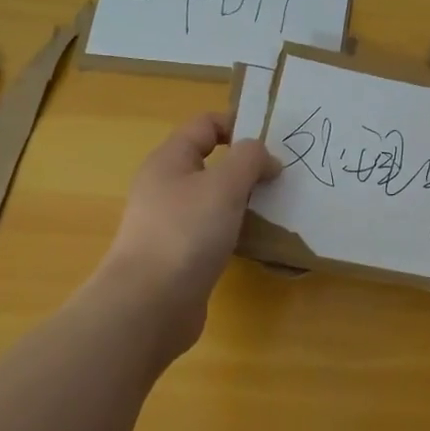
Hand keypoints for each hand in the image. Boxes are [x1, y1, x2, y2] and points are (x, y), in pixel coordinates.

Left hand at [94, 113, 279, 361]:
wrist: (148, 306)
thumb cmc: (186, 233)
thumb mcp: (225, 185)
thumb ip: (249, 159)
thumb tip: (265, 157)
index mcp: (169, 160)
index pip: (205, 124)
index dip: (239, 124)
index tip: (273, 143)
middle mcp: (166, 186)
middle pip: (211, 162)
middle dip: (247, 166)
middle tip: (281, 177)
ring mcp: (170, 223)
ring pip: (214, 198)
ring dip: (244, 199)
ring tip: (275, 208)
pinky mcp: (180, 255)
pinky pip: (213, 230)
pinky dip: (235, 230)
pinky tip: (256, 241)